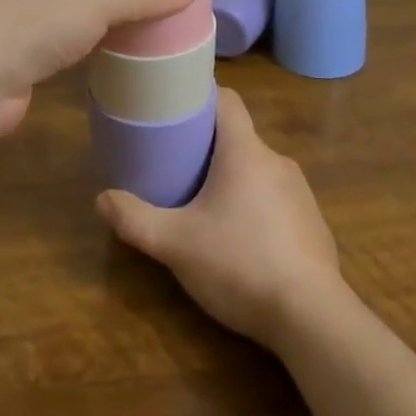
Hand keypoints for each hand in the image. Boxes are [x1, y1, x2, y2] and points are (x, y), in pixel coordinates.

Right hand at [96, 88, 341, 348]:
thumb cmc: (240, 264)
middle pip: (239, 137)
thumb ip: (135, 220)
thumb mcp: (175, 244)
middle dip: (209, 146)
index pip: (227, 100)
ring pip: (258, 170)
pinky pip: (278, 201)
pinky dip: (257, 207)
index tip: (176, 106)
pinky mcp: (314, 225)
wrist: (313, 319)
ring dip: (233, 179)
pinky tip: (241, 241)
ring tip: (205, 204)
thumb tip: (101, 199)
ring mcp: (301, 194)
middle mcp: (277, 161)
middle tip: (177, 163)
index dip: (202, 96)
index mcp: (245, 152)